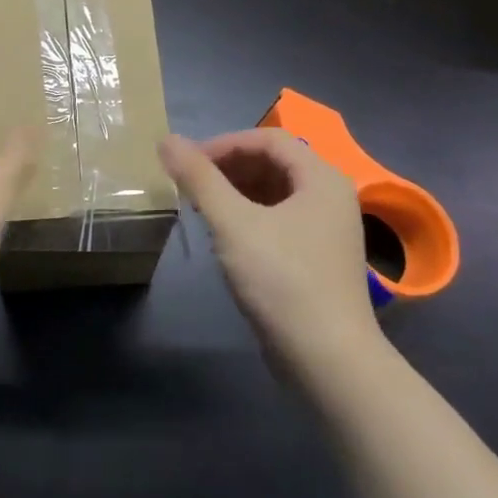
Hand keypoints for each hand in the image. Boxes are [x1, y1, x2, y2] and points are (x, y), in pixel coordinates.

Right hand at [158, 129, 382, 383]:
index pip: (268, 138)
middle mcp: (330, 196)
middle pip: (274, 163)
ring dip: (235, 192)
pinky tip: (224, 236)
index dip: (224, 144)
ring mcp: (327, 229)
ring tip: (200, 208)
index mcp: (321, 178)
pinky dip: (249, 217)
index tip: (187, 163)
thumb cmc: (282, 281)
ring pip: (275, 193)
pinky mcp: (317, 257)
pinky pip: (279, 220)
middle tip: (189, 185)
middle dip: (228, 167)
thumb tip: (167, 139)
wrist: (328, 358)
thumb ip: (199, 179)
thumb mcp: (233, 224)